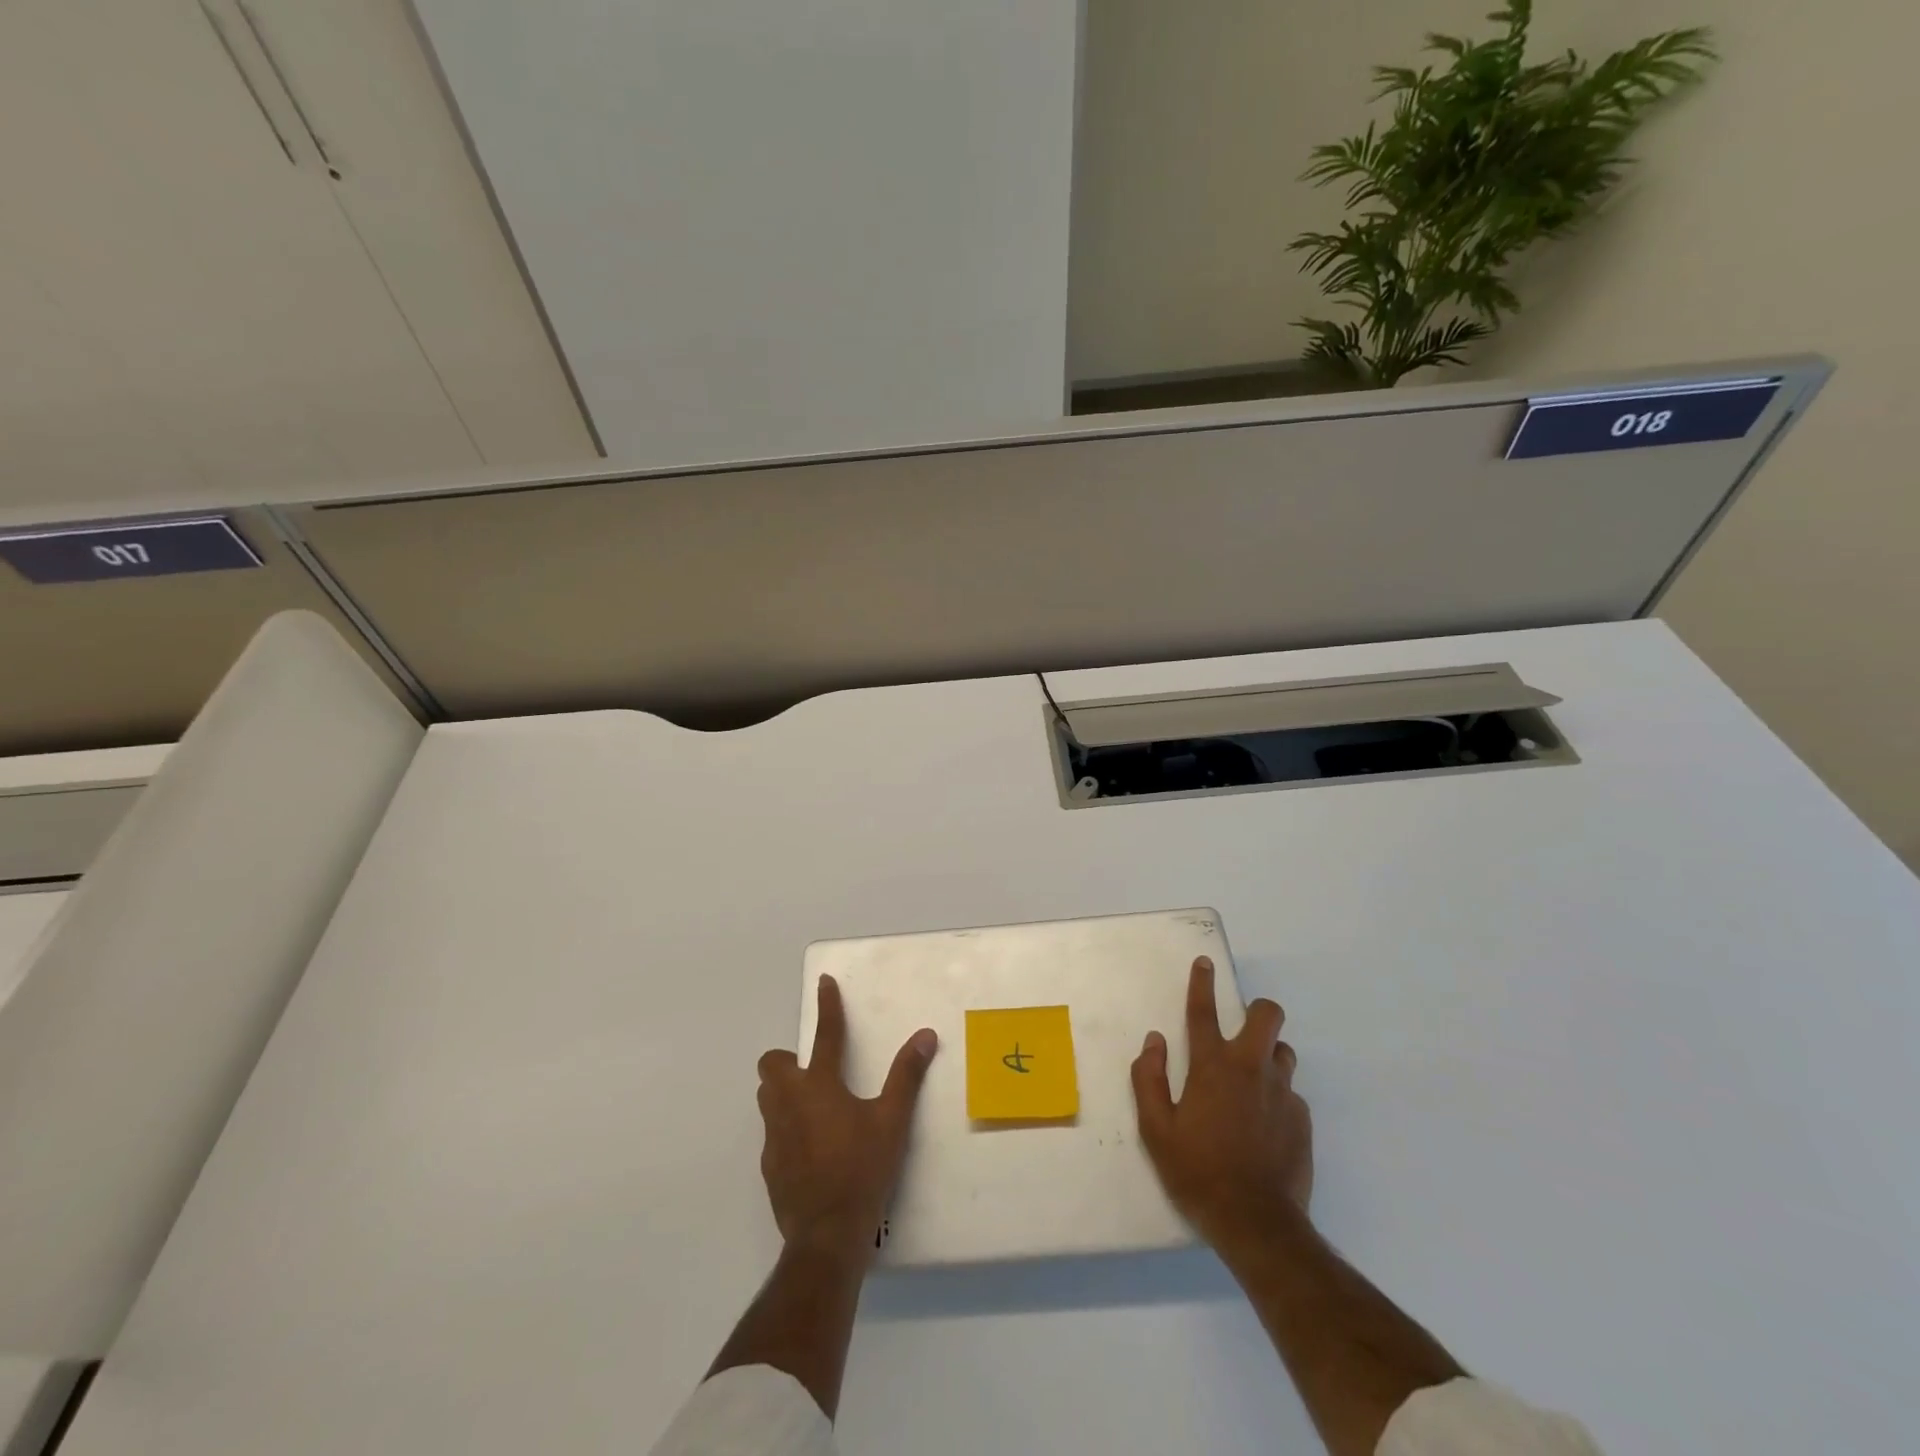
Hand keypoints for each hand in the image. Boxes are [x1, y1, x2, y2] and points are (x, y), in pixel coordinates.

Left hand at [756, 975, 937, 1260]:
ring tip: (813, 1108)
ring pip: (767, 1097)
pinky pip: (772, 1132)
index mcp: (820, 1085)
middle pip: (773, 1064)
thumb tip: (925, 1037)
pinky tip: (811, 1150)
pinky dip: (787, 1129)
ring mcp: (775, 1135)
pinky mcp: (770, 1165)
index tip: (824, 982)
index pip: (825, 1033)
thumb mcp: (892, 1121)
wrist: (826, 1235)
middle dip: (788, 1060)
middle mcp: (790, 1102)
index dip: (827, 1005)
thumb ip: (906, 1076)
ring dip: (783, 1091)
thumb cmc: (862, 1170)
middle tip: (815, 1073)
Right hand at [1131, 957, 1312, 1256]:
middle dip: (1257, 1011)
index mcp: (1212, 1066)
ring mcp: (1282, 1093)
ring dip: (1268, 1054)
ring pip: (1283, 1051)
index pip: (1203, 1011)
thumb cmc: (1197, 1172)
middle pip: (1267, 1016)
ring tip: (1252, 1081)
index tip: (1205, 963)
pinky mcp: (1302, 1119)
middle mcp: (1250, 1068)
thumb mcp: (1155, 1129)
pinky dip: (1276, 1096)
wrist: (1257, 1223)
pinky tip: (1264, 1125)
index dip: (1202, 982)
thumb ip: (1149, 1078)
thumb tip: (1154, 1042)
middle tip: (1243, 1029)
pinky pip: (1290, 1092)